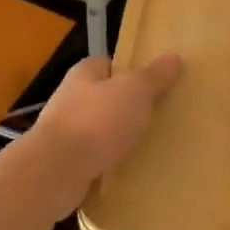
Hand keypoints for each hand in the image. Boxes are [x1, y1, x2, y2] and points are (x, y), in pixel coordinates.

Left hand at [29, 54, 181, 191]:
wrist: (56, 172)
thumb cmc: (97, 121)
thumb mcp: (134, 92)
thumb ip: (153, 76)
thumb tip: (173, 57)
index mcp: (84, 74)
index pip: (109, 65)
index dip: (131, 72)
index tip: (154, 84)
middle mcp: (70, 98)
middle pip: (105, 97)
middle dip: (128, 107)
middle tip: (158, 116)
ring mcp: (65, 132)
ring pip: (100, 129)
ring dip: (118, 137)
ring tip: (148, 144)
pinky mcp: (64, 162)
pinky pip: (94, 157)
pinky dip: (109, 162)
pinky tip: (128, 169)